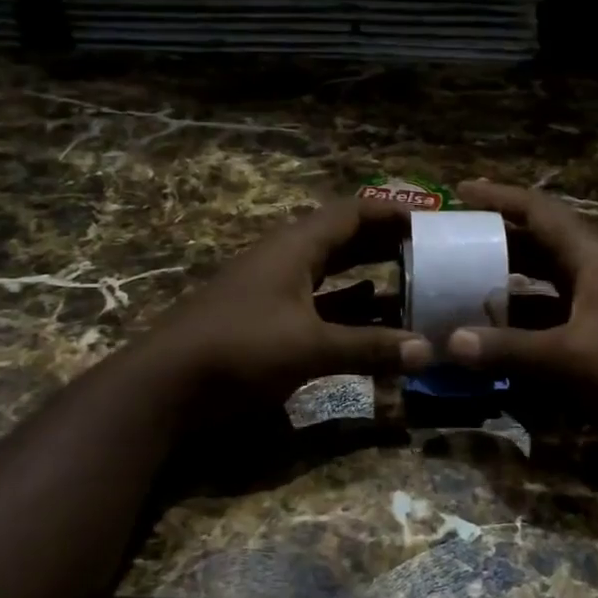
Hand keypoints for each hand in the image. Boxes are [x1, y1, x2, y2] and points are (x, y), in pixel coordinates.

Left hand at [141, 197, 425, 408]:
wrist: (167, 385)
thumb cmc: (240, 349)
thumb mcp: (310, 347)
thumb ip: (370, 348)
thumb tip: (427, 350)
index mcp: (295, 247)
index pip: (352, 213)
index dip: (391, 213)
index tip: (431, 222)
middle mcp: (286, 260)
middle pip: (343, 239)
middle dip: (385, 244)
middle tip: (430, 253)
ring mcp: (275, 291)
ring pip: (332, 274)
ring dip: (370, 278)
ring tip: (412, 286)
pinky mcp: (268, 321)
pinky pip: (319, 305)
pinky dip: (348, 308)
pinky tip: (373, 320)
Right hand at [447, 181, 597, 438]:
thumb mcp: (568, 358)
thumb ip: (508, 348)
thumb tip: (450, 343)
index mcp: (593, 256)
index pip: (540, 211)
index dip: (500, 198)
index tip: (461, 192)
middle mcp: (597, 269)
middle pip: (540, 241)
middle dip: (498, 239)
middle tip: (454, 240)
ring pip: (546, 278)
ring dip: (509, 278)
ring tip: (464, 280)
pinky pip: (554, 309)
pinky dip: (525, 313)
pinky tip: (497, 326)